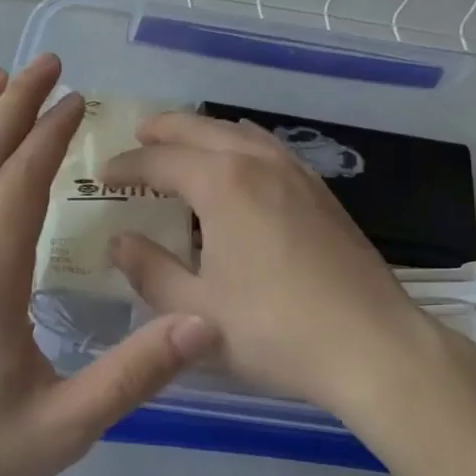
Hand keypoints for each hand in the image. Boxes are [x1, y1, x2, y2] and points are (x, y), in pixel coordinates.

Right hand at [104, 112, 447, 422]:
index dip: (128, 165)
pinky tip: (243, 160)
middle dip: (165, 130)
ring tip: (185, 140)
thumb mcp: (195, 311)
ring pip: (240, 132)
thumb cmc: (274, 330)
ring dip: (205, 131)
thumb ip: (150, 271)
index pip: (161, 160)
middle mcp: (258, 163)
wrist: (372, 346)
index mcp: (222, 183)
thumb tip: (119, 240)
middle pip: (202, 130)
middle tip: (139, 134)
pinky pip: (270, 147)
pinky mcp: (321, 191)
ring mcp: (296, 173)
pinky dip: (242, 142)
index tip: (103, 175)